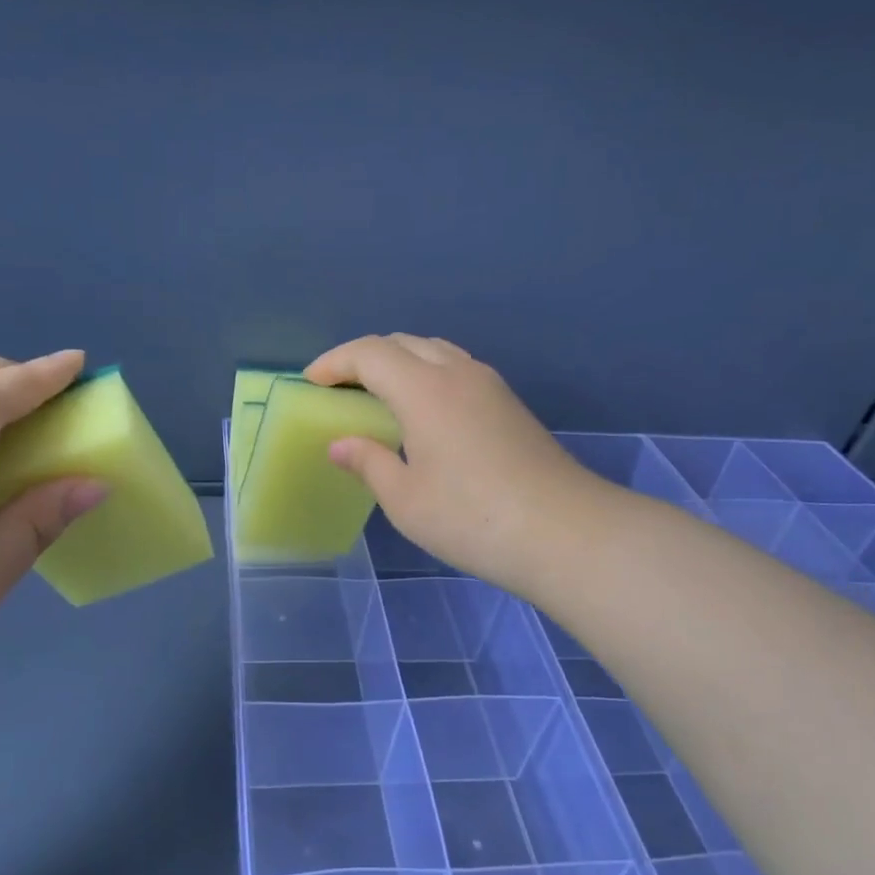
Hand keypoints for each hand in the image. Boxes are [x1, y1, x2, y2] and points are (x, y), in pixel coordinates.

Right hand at [304, 335, 602, 597]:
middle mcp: (456, 372)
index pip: (369, 354)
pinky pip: (456, 367)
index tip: (310, 382)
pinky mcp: (509, 402)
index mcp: (424, 389)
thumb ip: (369, 463)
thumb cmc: (472, 518)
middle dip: (363, 357)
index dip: (335, 362)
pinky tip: (423, 410)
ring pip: (433, 350)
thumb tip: (340, 444)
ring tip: (378, 393)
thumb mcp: (406, 499)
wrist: (564, 531)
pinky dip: (427, 373)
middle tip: (339, 388)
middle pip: (401, 342)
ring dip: (398, 360)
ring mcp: (489, 384)